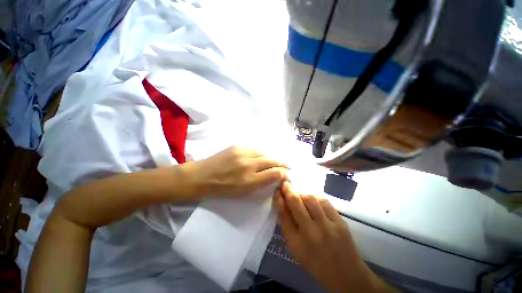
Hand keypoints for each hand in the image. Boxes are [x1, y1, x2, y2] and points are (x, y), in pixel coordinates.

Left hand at [185, 147, 288, 197]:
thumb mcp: (244, 191)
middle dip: (282, 163)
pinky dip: (260, 154)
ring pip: (264, 154)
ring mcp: (242, 153)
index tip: (287, 174)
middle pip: (271, 161)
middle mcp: (248, 165)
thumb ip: (262, 183)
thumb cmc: (223, 188)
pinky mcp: (237, 146)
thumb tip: (276, 175)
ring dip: (271, 158)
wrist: (202, 176)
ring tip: (274, 161)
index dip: (283, 173)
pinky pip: (254, 149)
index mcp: (250, 180)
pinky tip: (261, 157)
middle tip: (288, 165)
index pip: (274, 174)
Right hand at [274, 181, 394, 292]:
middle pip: (295, 202)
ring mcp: (327, 226)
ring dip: (301, 193)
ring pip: (310, 198)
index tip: (277, 190)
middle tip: (285, 183)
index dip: (279, 198)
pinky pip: (324, 201)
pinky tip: (313, 200)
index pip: (283, 214)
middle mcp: (310, 233)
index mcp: (296, 243)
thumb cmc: (316, 264)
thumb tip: (282, 204)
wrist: (346, 275)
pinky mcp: (340, 222)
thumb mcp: (296, 250)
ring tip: (300, 194)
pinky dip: (315, 197)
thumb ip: (287, 227)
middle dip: (288, 189)